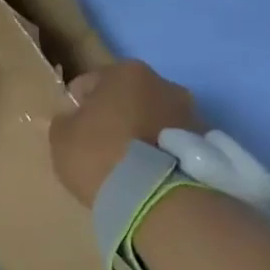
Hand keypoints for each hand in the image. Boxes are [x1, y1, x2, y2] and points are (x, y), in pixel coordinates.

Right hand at [48, 60, 199, 205]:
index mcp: (125, 73)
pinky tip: (148, 173)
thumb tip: (69, 118)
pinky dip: (161, 150)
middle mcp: (163, 83)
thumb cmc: (100, 156)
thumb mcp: (61, 138)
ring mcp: (191, 111)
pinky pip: (172, 141)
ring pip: (153, 117)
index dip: (76, 105)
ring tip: (128, 164)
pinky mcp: (208, 142)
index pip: (89, 82)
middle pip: (127, 96)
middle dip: (114, 115)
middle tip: (100, 145)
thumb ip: (62, 121)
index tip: (72, 129)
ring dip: (141, 131)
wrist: (157, 197)